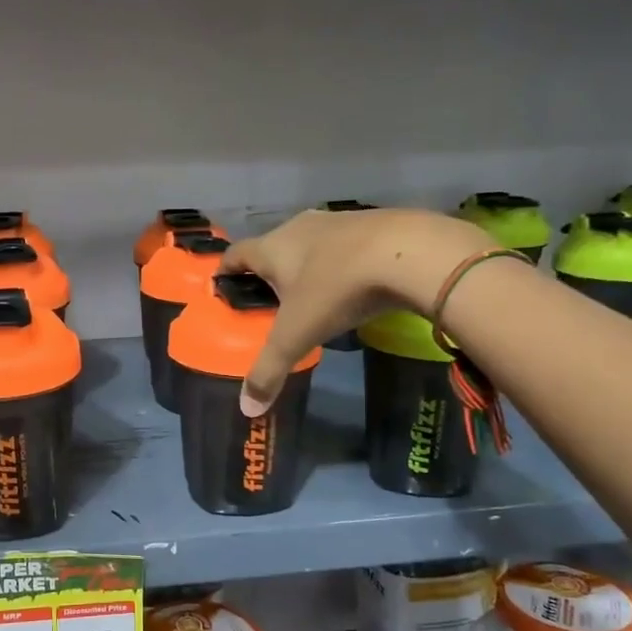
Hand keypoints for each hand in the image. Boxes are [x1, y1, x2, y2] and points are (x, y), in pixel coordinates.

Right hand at [219, 209, 496, 413]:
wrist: (410, 252)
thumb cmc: (337, 288)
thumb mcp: (297, 335)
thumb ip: (269, 370)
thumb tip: (246, 409)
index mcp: (273, 247)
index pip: (236, 253)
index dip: (225, 269)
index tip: (221, 286)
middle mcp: (299, 227)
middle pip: (274, 246)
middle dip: (269, 272)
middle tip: (270, 301)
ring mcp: (339, 221)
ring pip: (311, 243)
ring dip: (307, 265)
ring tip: (312, 295)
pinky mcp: (374, 223)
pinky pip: (346, 244)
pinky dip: (342, 262)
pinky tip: (354, 284)